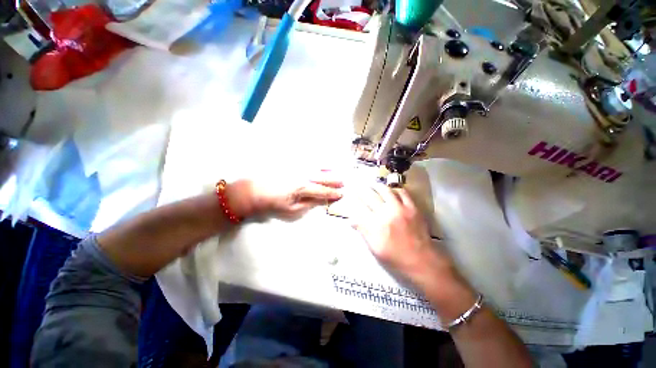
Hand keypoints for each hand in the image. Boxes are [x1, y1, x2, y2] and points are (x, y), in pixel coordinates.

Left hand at [230, 172, 342, 219]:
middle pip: (323, 177)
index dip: (333, 193)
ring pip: (317, 166)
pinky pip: (308, 160)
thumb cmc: (273, 203)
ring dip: (329, 169)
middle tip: (343, 183)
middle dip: (334, 180)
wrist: (254, 190)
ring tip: (337, 171)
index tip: (341, 194)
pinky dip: (317, 161)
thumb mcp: (291, 209)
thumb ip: (308, 204)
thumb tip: (321, 201)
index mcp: (303, 188)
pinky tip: (321, 163)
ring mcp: (298, 167)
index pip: (322, 191)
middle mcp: (303, 175)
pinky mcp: (292, 163)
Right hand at [350, 184, 460, 287]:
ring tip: (372, 183)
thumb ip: (363, 231)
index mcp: (375, 225)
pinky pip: (403, 193)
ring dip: (377, 185)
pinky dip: (395, 189)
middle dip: (362, 189)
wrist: (421, 260)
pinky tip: (391, 189)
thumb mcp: (374, 248)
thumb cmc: (394, 257)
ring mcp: (400, 209)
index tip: (350, 194)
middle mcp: (386, 213)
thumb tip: (351, 220)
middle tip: (358, 185)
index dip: (354, 199)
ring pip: (386, 191)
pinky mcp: (412, 208)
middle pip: (370, 196)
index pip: (360, 207)